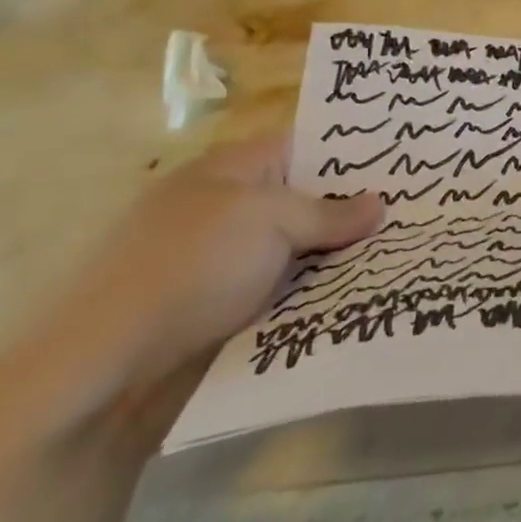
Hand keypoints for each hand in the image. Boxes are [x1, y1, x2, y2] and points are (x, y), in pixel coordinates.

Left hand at [34, 134, 385, 409]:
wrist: (101, 375)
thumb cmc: (188, 269)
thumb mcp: (267, 221)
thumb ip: (328, 212)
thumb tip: (379, 204)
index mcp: (231, 170)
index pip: (306, 145)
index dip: (353, 153)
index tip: (405, 163)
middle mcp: (229, 210)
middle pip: (307, 200)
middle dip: (356, 209)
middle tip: (419, 212)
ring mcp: (226, 264)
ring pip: (301, 250)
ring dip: (341, 258)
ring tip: (406, 254)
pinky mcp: (225, 313)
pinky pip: (287, 292)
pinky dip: (318, 295)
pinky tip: (364, 297)